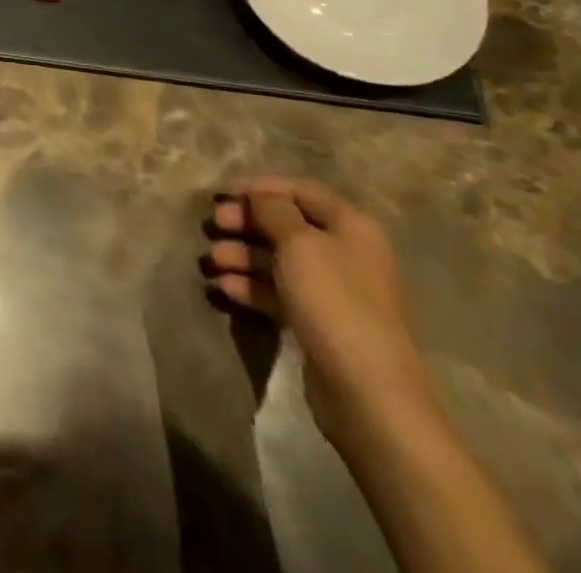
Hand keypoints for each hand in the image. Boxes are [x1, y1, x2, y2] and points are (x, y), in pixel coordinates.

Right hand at [203, 177, 438, 445]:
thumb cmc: (334, 301)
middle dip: (246, 222)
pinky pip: (277, 293)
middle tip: (213, 224)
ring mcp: (332, 291)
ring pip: (277, 260)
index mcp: (350, 227)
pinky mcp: (317, 323)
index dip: (262, 188)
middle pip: (285, 225)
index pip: (301, 191)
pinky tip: (223, 288)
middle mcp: (344, 254)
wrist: (368, 393)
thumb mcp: (299, 243)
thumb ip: (273, 210)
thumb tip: (260, 197)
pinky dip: (250, 287)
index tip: (224, 192)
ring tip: (211, 261)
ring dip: (241, 255)